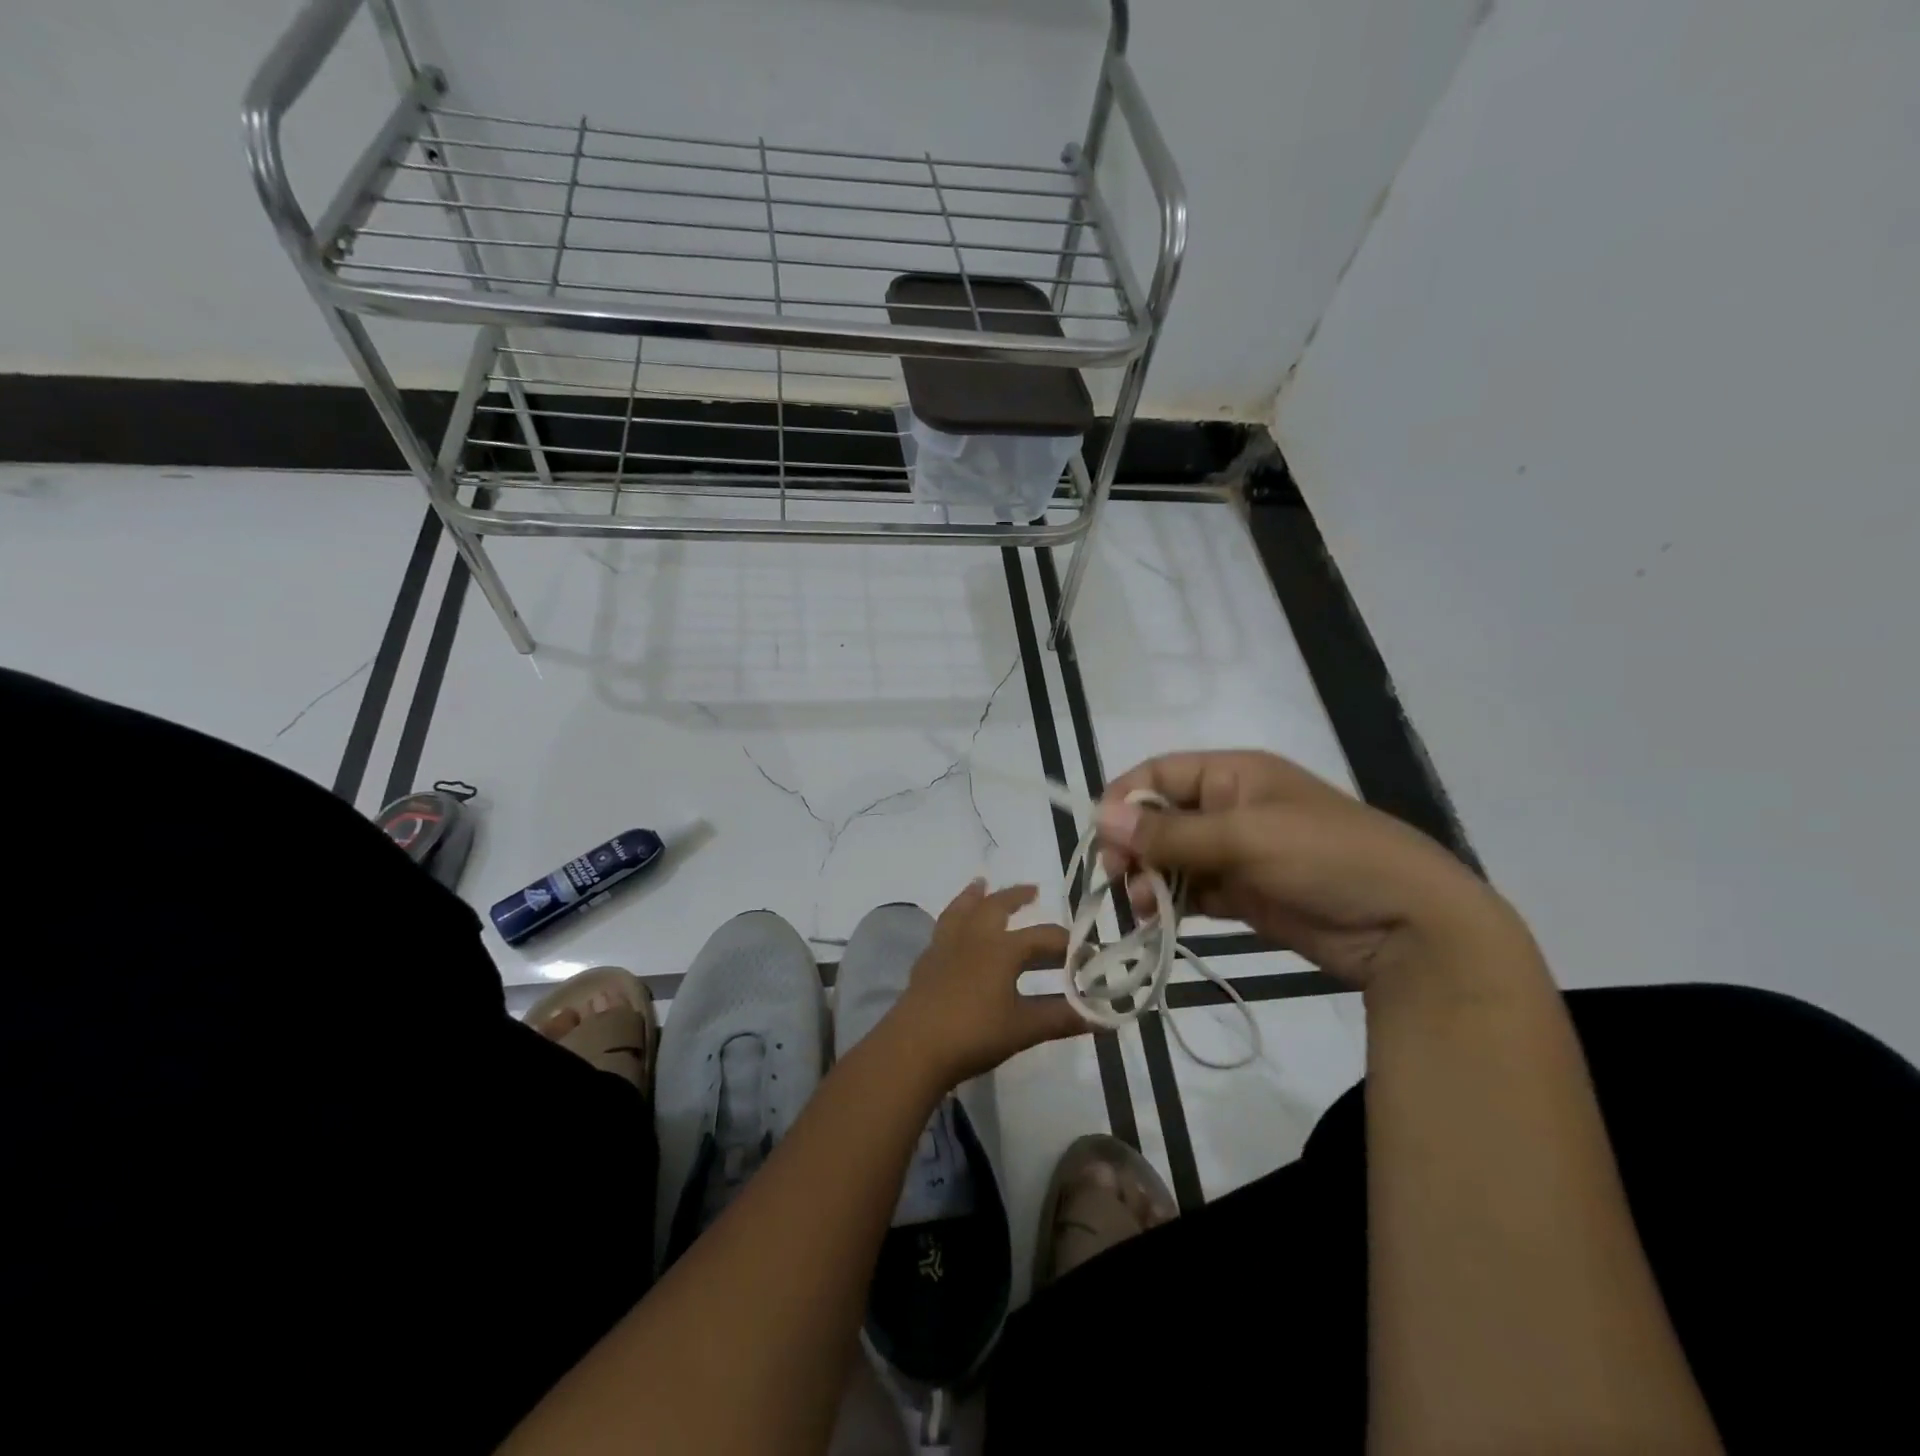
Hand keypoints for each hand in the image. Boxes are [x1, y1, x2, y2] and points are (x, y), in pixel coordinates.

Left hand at [881, 880, 1079, 1086]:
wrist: (914, 1047)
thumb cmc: (974, 1033)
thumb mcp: (1024, 1028)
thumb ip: (1063, 1018)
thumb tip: (1104, 1018)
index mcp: (1003, 948)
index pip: (1044, 937)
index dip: (1069, 944)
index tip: (1088, 952)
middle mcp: (974, 937)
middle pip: (997, 906)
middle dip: (1016, 896)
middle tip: (1033, 889)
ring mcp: (945, 947)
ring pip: (962, 910)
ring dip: (975, 896)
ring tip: (980, 884)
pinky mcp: (926, 963)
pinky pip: (942, 929)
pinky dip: (953, 920)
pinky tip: (953, 932)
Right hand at [1097, 750, 1531, 991]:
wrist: (1409, 926)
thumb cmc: (1327, 858)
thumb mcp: (1246, 837)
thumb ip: (1172, 831)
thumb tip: (1101, 816)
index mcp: (1234, 774)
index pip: (1160, 772)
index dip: (1125, 798)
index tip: (1102, 837)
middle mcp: (1231, 807)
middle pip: (1160, 817)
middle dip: (1134, 844)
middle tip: (1118, 877)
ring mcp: (1238, 853)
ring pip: (1172, 858)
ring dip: (1149, 878)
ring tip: (1143, 906)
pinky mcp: (1246, 894)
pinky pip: (1193, 891)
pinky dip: (1172, 903)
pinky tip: (1159, 919)